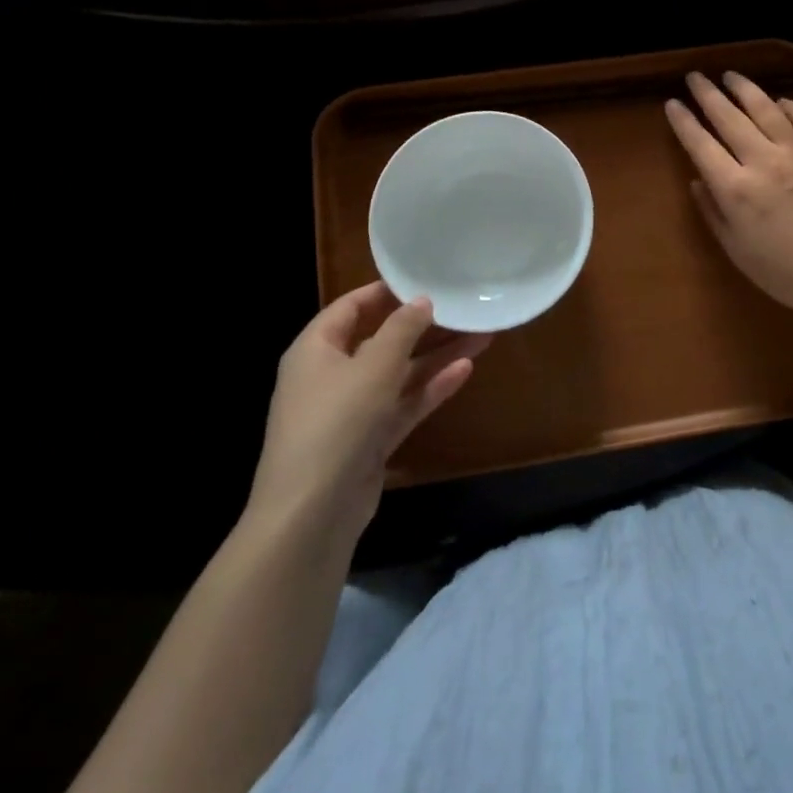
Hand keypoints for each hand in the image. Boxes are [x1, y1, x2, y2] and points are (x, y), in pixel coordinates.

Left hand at [241, 283, 491, 548]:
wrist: (312, 514)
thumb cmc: (336, 421)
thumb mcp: (373, 365)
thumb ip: (401, 329)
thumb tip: (422, 301)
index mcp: (315, 350)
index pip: (350, 307)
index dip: (385, 292)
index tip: (424, 279)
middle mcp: (331, 375)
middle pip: (381, 340)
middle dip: (423, 326)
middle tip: (462, 307)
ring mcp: (351, 411)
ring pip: (399, 374)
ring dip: (436, 356)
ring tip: (481, 334)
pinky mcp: (370, 440)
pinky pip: (404, 404)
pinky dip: (431, 388)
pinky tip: (466, 369)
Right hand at [664, 70, 792, 323]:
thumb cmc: (784, 272)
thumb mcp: (736, 249)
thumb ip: (713, 211)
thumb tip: (697, 180)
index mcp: (735, 188)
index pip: (700, 144)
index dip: (683, 121)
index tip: (672, 103)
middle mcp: (763, 160)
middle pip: (728, 117)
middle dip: (707, 94)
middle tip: (695, 78)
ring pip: (765, 108)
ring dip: (744, 89)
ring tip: (730, 76)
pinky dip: (787, 105)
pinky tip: (778, 100)